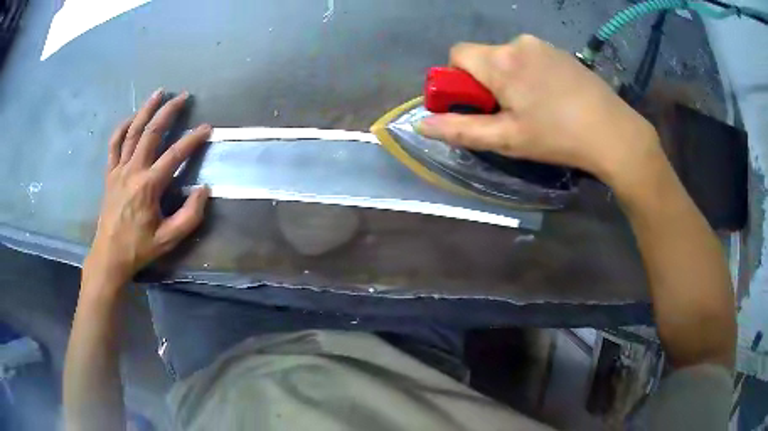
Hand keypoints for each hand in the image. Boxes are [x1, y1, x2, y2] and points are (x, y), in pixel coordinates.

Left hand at [83, 89, 211, 289]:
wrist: (110, 255)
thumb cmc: (139, 248)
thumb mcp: (169, 239)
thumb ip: (190, 215)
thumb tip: (203, 189)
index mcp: (149, 186)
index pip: (175, 155)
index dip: (193, 139)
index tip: (207, 128)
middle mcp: (133, 171)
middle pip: (151, 133)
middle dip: (168, 112)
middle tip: (183, 96)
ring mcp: (119, 170)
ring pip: (132, 132)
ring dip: (146, 110)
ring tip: (158, 93)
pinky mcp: (110, 174)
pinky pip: (114, 145)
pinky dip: (122, 128)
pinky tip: (131, 118)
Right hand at [417, 35, 664, 195]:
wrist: (614, 133)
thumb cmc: (557, 137)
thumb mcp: (506, 139)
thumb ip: (460, 129)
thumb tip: (422, 124)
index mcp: (500, 61)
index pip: (457, 54)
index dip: (457, 79)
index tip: (475, 104)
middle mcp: (518, 43)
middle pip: (484, 57)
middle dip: (485, 82)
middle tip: (508, 113)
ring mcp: (543, 45)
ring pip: (508, 57)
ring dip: (508, 78)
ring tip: (533, 108)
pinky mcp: (561, 52)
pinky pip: (530, 57)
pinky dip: (529, 74)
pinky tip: (551, 98)